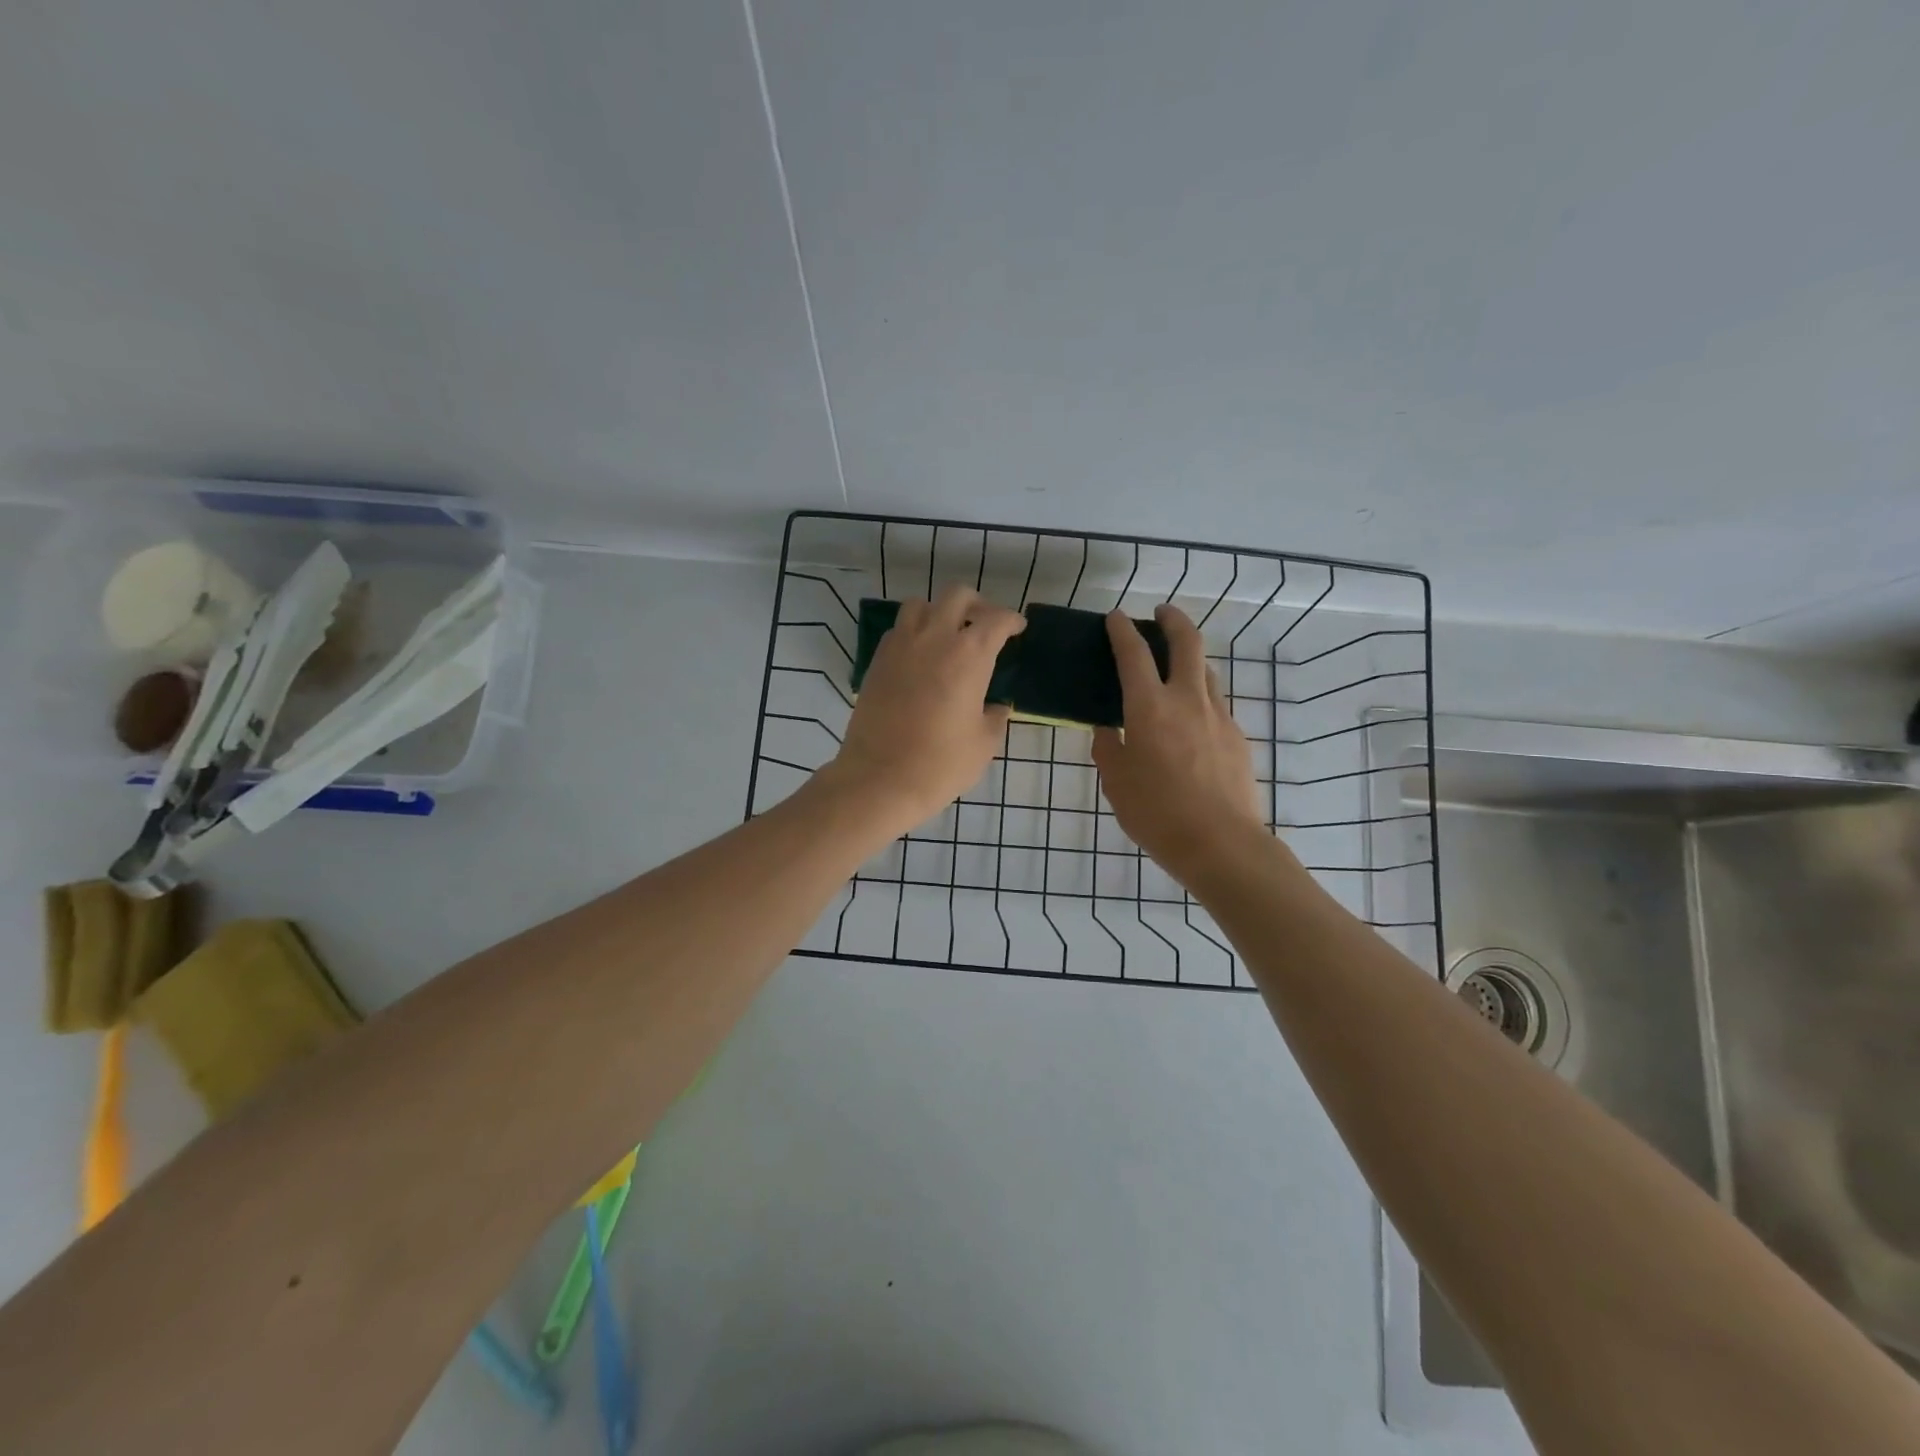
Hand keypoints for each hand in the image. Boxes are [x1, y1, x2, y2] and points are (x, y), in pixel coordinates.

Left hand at [827, 585, 1025, 832]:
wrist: (880, 779)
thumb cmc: (941, 763)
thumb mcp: (983, 744)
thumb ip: (995, 717)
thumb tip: (996, 707)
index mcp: (969, 654)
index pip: (997, 620)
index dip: (1011, 621)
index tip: (1017, 628)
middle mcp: (934, 638)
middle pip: (957, 597)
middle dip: (977, 604)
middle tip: (985, 625)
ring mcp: (900, 646)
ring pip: (920, 605)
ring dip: (939, 612)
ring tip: (947, 634)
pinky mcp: (877, 661)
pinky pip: (898, 630)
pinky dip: (913, 632)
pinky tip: (920, 657)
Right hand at [1092, 605, 1269, 885]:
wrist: (1221, 843)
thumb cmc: (1157, 813)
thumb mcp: (1116, 783)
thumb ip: (1108, 750)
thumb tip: (1108, 730)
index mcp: (1149, 708)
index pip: (1133, 654)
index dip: (1122, 630)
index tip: (1116, 617)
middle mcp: (1186, 700)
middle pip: (1186, 643)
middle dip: (1173, 620)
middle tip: (1161, 613)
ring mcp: (1218, 716)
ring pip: (1206, 671)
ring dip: (1189, 658)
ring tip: (1175, 667)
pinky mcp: (1237, 737)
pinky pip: (1216, 705)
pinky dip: (1200, 698)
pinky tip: (1191, 722)